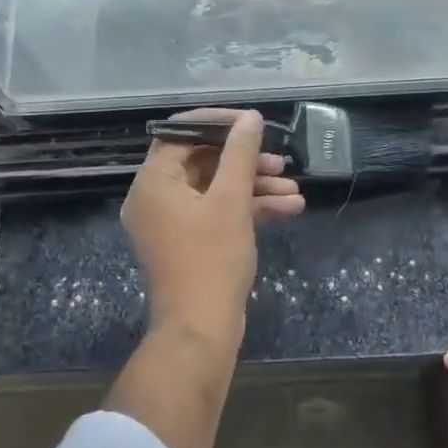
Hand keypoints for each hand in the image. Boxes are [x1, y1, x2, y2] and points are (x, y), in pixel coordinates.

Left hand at [121, 108, 304, 348]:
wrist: (201, 330)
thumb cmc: (212, 259)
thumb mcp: (231, 200)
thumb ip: (240, 154)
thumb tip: (250, 118)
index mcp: (154, 181)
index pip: (181, 134)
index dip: (218, 124)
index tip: (251, 123)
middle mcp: (156, 197)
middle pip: (202, 161)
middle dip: (245, 161)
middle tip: (279, 161)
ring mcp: (172, 221)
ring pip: (214, 188)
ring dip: (254, 186)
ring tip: (293, 190)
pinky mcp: (189, 241)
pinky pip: (216, 212)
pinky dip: (248, 208)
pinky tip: (289, 208)